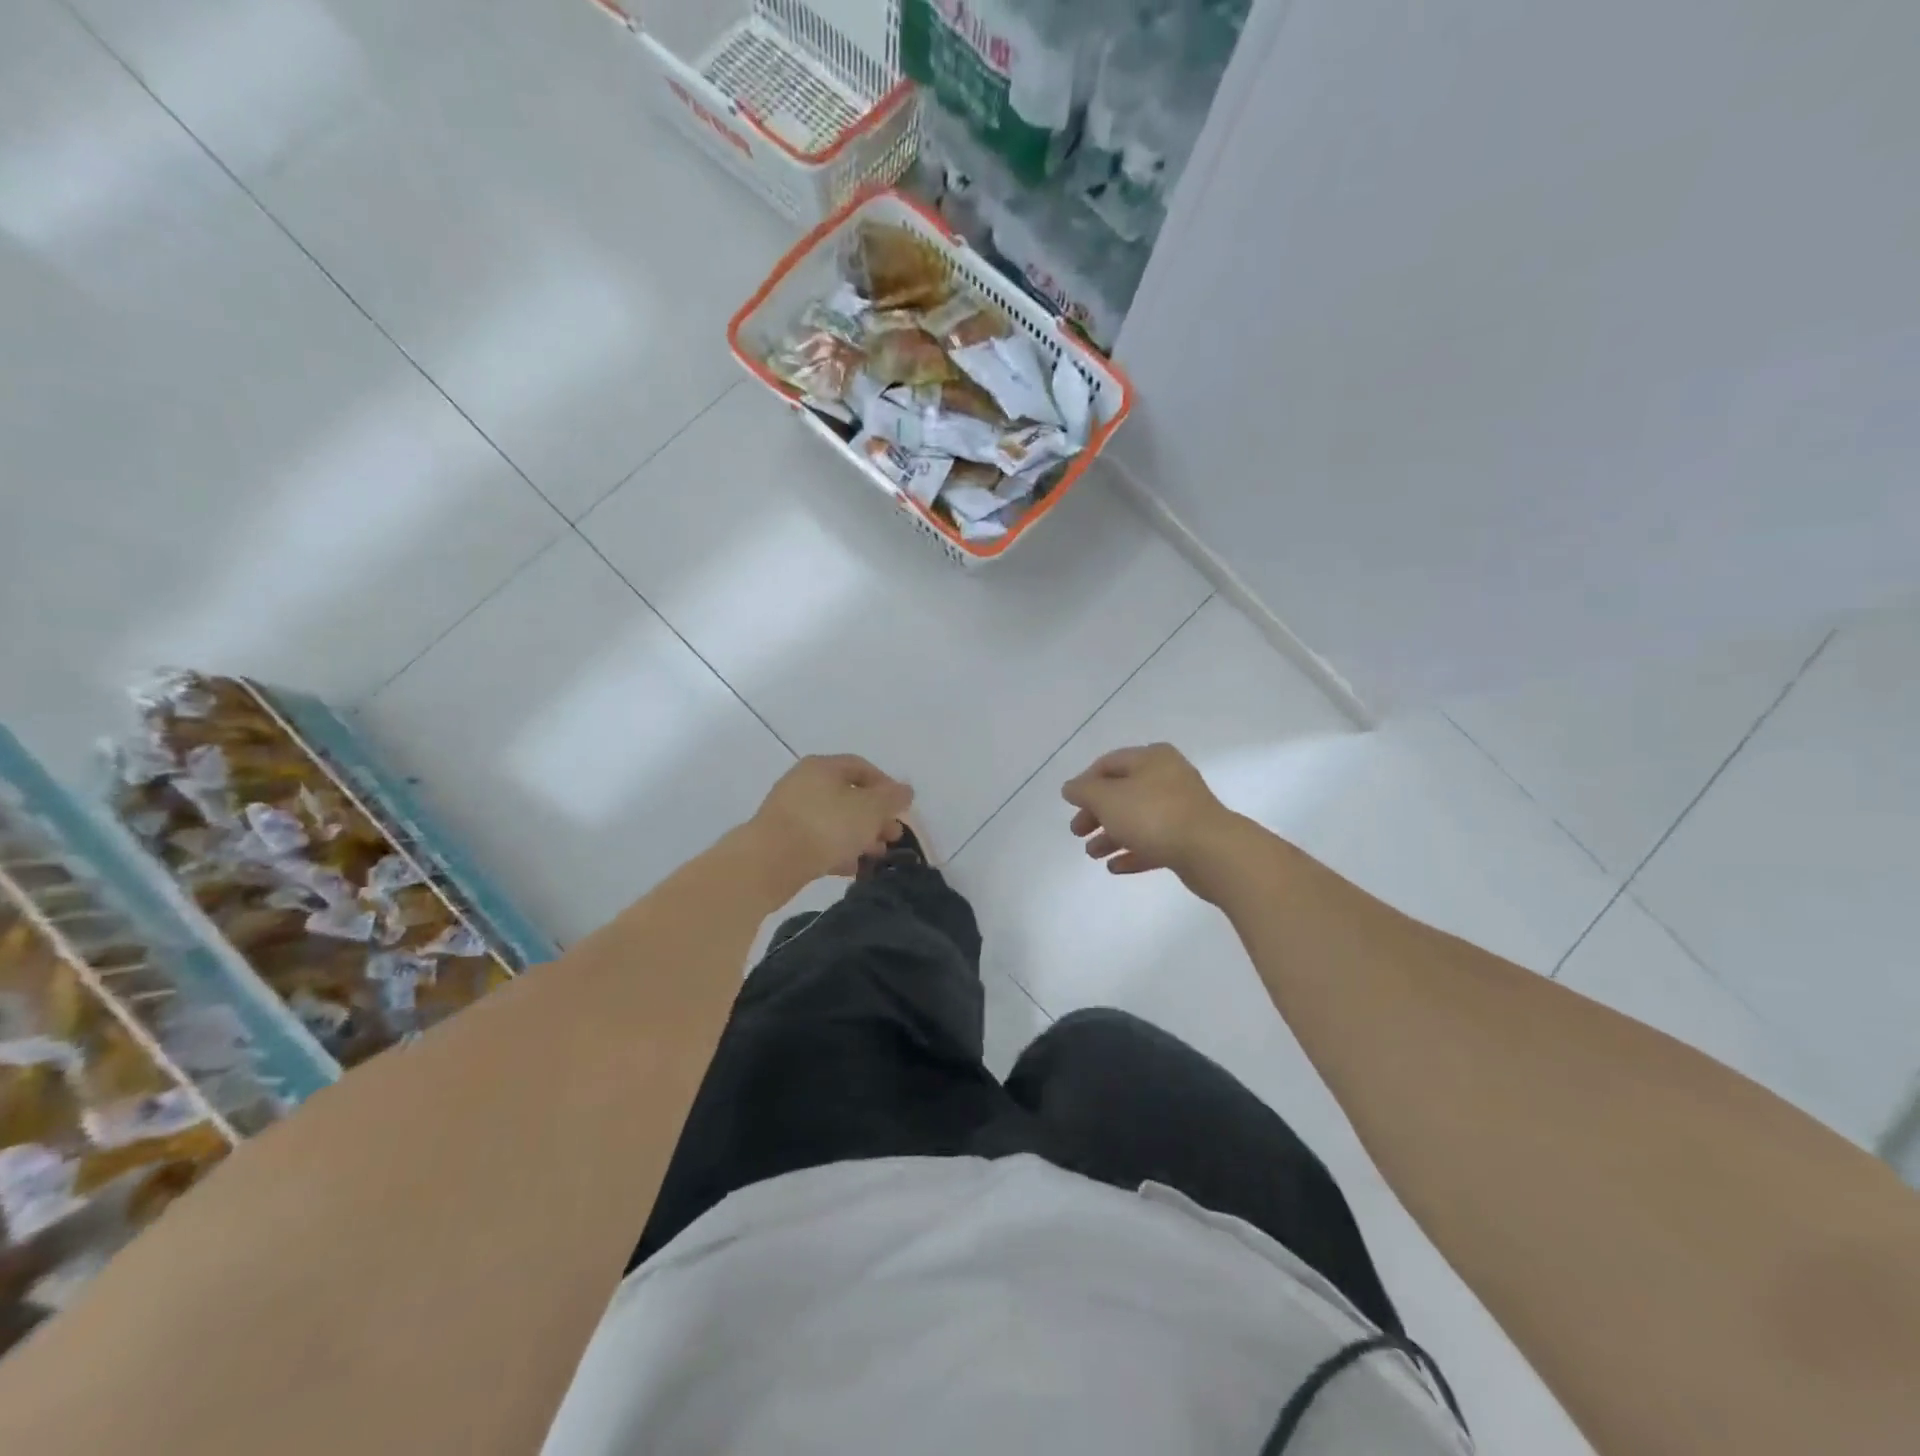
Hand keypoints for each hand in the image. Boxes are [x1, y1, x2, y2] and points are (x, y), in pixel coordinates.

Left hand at [744, 754, 912, 895]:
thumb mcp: (870, 809)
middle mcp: (804, 783)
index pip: (862, 767)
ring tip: (877, 855)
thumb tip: (905, 790)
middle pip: (849, 795)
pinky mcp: (782, 840)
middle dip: (875, 816)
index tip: (902, 809)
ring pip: (834, 820)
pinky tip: (853, 869)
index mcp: (823, 767)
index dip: (887, 786)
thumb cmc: (825, 827)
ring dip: (859, 836)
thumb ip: (892, 798)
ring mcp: (790, 812)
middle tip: (893, 836)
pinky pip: (818, 841)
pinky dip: (838, 851)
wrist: (768, 863)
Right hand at [1061, 743, 1236, 879]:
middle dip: (1096, 813)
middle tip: (1077, 832)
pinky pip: (1154, 842)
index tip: (1070, 804)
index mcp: (1151, 758)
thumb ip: (1084, 791)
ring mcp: (1181, 809)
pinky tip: (1115, 867)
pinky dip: (1132, 851)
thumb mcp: (1107, 799)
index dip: (1085, 782)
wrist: (1211, 852)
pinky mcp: (1189, 838)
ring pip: (1137, 818)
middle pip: (1122, 792)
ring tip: (1093, 855)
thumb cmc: (1154, 815)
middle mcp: (1168, 777)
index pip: (1109, 763)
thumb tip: (1071, 787)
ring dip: (1111, 835)